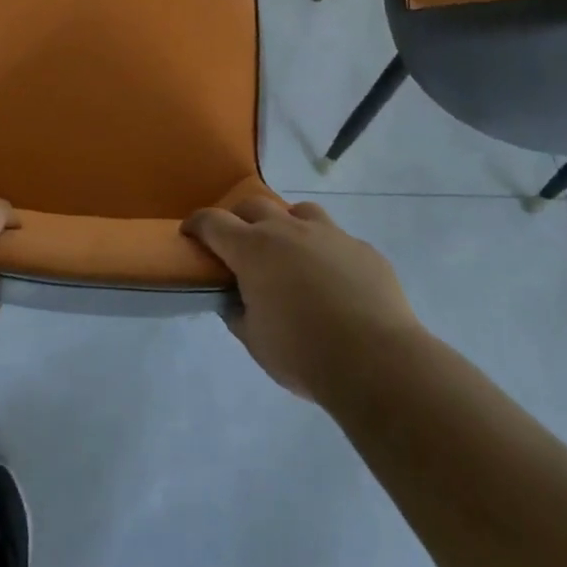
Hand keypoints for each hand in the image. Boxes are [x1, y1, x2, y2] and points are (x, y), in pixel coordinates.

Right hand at [183, 198, 420, 401]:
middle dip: (239, 219)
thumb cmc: (303, 352)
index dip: (196, 225)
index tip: (190, 234)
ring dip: (286, 225)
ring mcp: (329, 234)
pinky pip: (336, 239)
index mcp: (253, 249)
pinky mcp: (362, 248)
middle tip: (238, 244)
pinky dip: (325, 251)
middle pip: (253, 206)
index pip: (212, 222)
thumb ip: (238, 313)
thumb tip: (235, 300)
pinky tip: (333, 280)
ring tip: (289, 253)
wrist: (376, 361)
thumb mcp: (255, 340)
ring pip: (298, 211)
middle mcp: (288, 230)